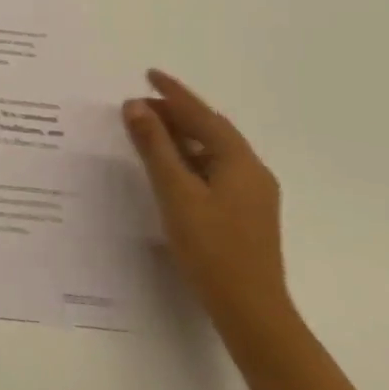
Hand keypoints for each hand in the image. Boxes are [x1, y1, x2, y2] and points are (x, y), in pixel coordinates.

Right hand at [122, 70, 292, 339]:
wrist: (252, 314)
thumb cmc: (212, 249)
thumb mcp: (176, 192)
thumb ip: (155, 146)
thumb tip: (136, 106)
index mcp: (239, 161)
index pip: (202, 114)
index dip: (173, 93)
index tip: (149, 74)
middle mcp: (251, 172)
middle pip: (210, 130)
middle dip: (176, 113)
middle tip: (140, 105)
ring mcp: (251, 196)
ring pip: (212, 152)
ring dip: (181, 136)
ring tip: (149, 130)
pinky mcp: (244, 215)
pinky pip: (214, 170)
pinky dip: (189, 158)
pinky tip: (170, 167)